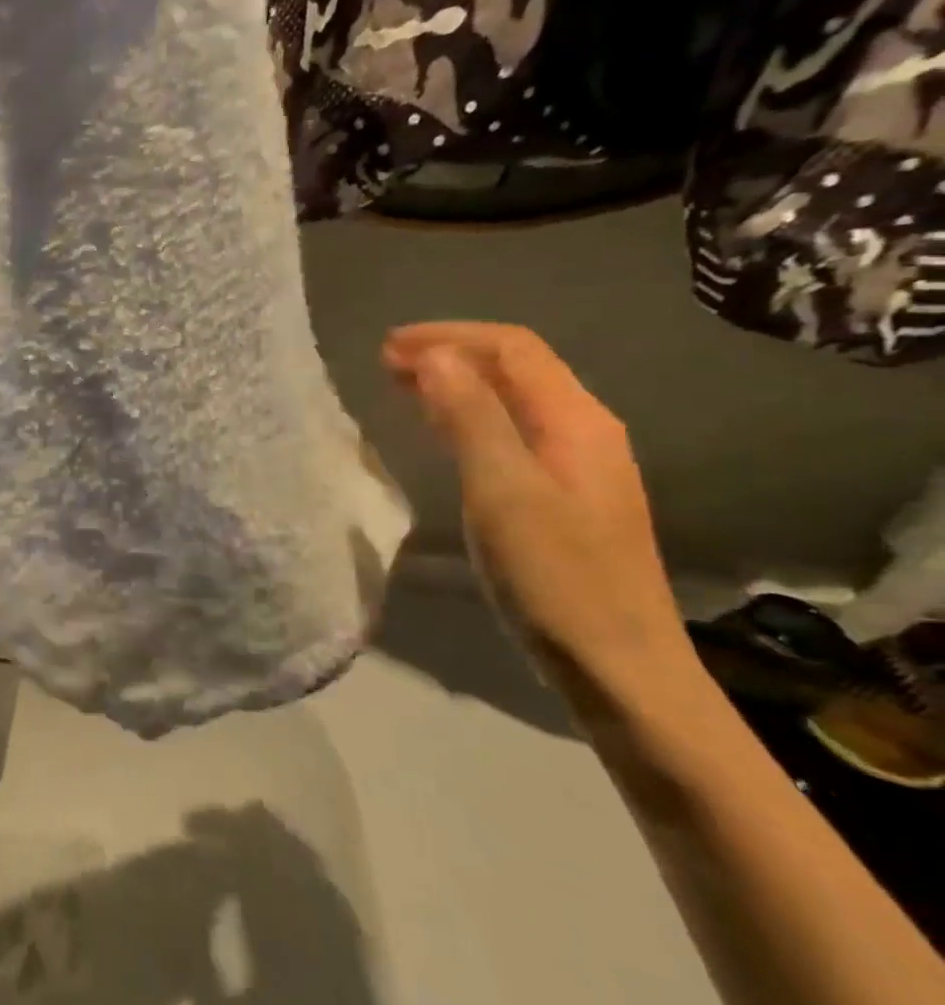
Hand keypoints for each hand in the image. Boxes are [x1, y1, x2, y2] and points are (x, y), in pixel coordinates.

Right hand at [384, 323, 690, 690]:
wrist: (619, 667)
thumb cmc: (556, 578)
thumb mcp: (504, 492)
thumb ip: (471, 418)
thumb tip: (435, 355)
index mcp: (577, 421)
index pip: (513, 349)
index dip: (449, 337)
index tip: (387, 348)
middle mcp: (585, 432)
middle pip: (517, 368)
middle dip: (451, 354)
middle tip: (386, 364)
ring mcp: (579, 466)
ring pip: (514, 401)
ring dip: (458, 384)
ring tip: (404, 387)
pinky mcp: (566, 497)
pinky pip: (513, 433)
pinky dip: (470, 418)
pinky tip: (445, 434)